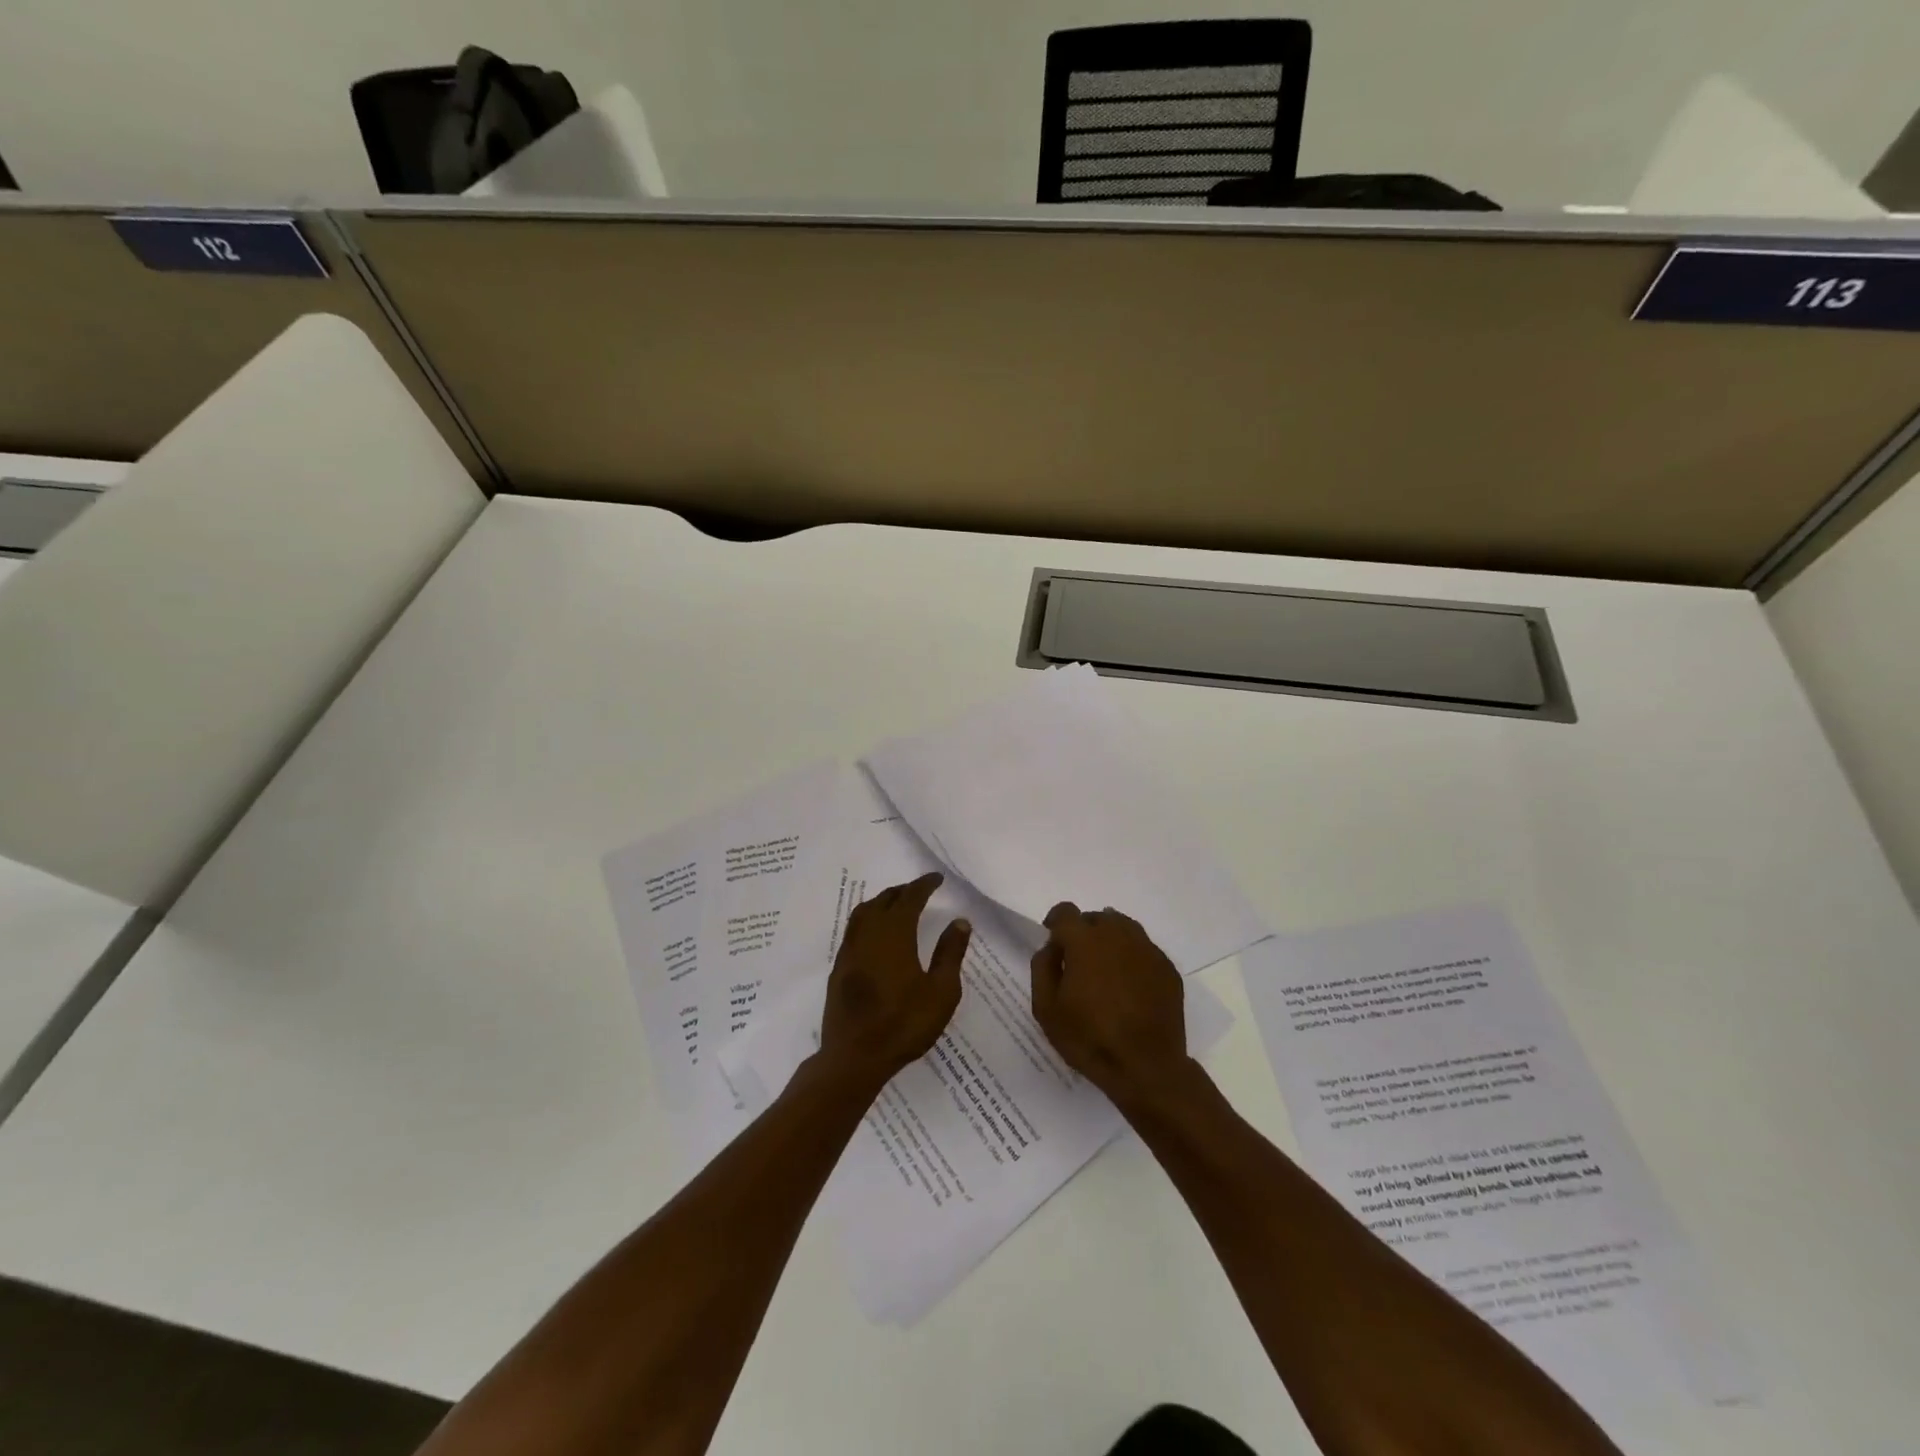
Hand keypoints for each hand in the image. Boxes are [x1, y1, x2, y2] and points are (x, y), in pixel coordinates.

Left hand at [817, 873, 969, 1091]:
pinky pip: (854, 930)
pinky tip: (877, 934)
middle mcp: (868, 934)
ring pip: (864, 912)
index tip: (936, 878)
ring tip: (898, 905)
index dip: (924, 885)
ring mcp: (850, 950)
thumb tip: (959, 921)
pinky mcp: (840, 968)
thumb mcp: (940, 992)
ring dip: (882, 902)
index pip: (910, 898)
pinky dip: (869, 919)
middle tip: (920, 889)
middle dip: (903, 890)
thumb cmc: (904, 1024)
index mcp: (894, 934)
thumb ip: (950, 953)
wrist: (854, 1057)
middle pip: (884, 900)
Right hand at [1031, 902, 1190, 1107]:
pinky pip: (1143, 950)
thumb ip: (1042, 968)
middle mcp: (1118, 935)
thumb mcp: (1046, 1009)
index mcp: (1085, 941)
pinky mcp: (1167, 968)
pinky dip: (1132, 959)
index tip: (1054, 942)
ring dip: (1109, 941)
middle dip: (1084, 933)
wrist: (1147, 1068)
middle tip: (1079, 963)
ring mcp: (1147, 950)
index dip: (1056, 923)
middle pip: (1096, 918)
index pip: (1066, 912)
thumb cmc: (1089, 1038)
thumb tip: (1052, 947)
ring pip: (1123, 929)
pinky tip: (1129, 987)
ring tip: (1105, 971)